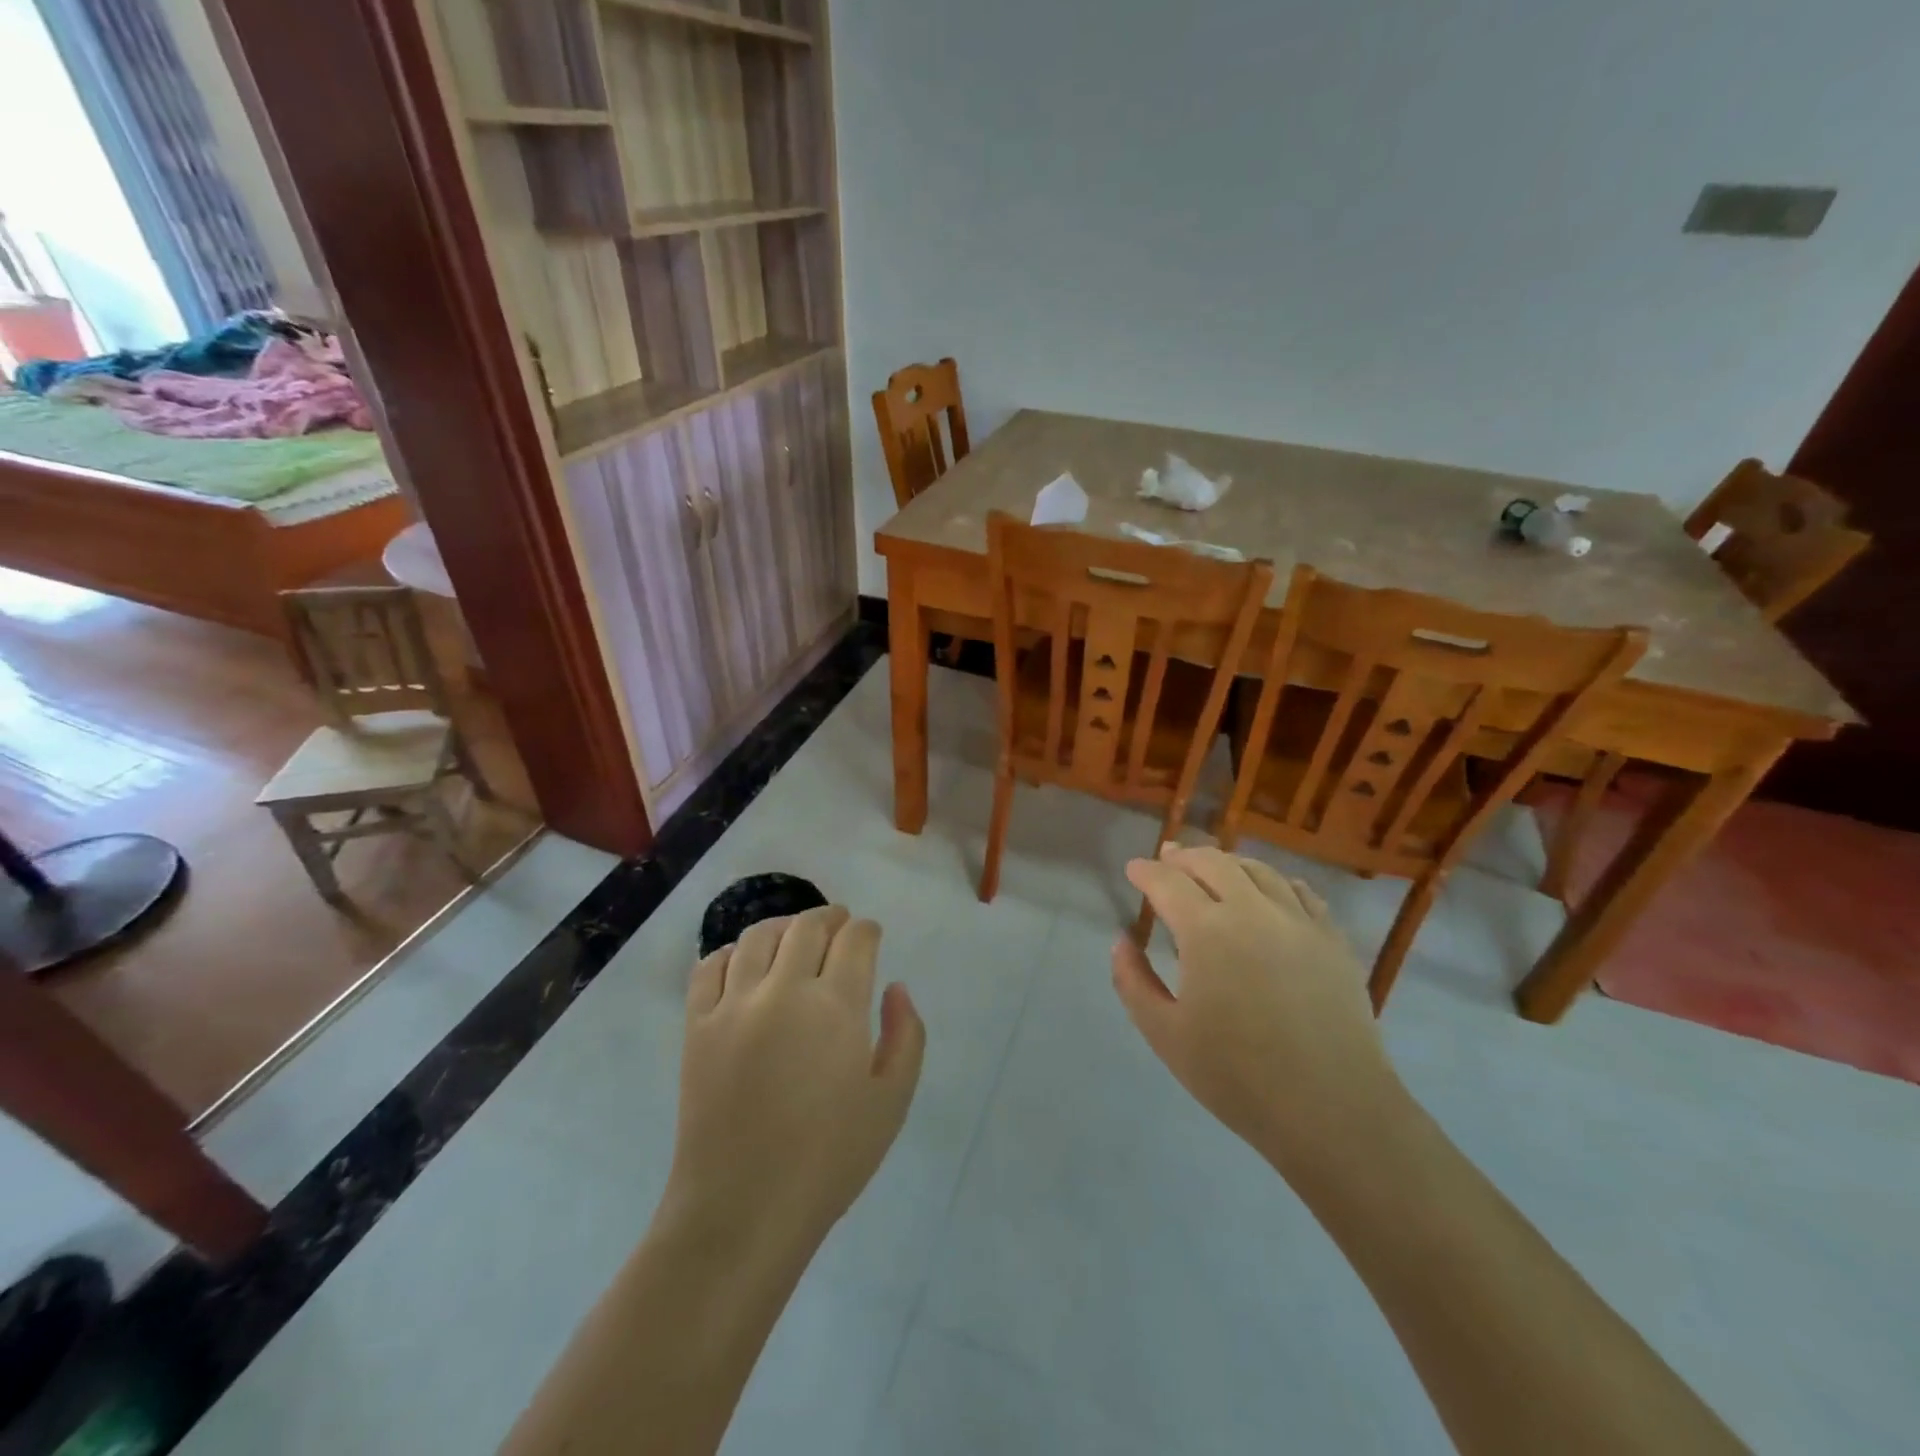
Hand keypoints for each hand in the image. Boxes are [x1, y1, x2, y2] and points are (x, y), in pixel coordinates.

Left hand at [665, 906, 925, 1255]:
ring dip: (784, 926)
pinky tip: (742, 962)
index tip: (871, 934)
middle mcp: (784, 990)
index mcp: (836, 1006)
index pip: (855, 940)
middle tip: (839, 923)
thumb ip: (906, 1036)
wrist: (742, 1210)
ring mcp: (734, 1004)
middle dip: (830, 918)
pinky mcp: (697, 1025)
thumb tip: (896, 988)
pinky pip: (709, 967)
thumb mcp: (892, 1101)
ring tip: (794, 935)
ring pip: (758, 936)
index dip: (867, 930)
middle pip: (808, 927)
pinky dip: (729, 952)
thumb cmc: (828, 1159)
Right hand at [1112, 845, 1405, 1175]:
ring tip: (1213, 869)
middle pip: (1213, 863)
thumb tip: (1121, 941)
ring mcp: (1298, 921)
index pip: (1167, 882)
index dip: (1146, 872)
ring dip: (1227, 863)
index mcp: (1206, 931)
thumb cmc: (1238, 1077)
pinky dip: (1273, 881)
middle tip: (1168, 858)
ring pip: (1258, 870)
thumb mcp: (1165, 1035)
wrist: (1334, 1110)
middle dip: (1184, 856)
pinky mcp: (1332, 939)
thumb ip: (1133, 982)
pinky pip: (1299, 891)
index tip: (1133, 869)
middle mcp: (1252, 911)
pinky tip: (1268, 891)